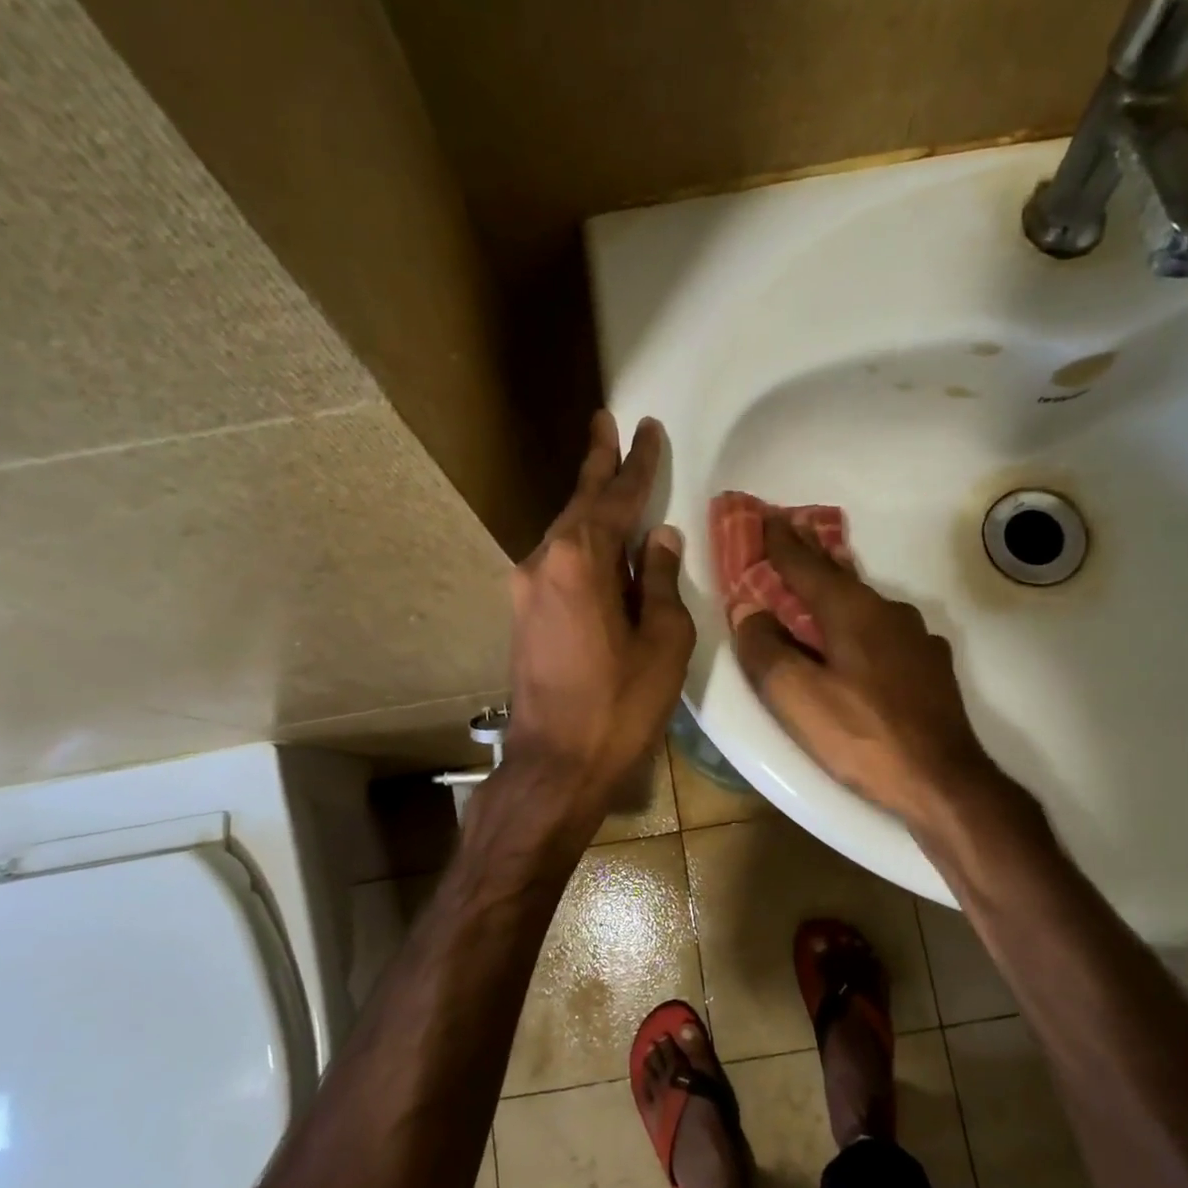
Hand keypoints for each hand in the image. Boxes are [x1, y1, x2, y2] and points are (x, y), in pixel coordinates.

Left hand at [505, 412, 693, 818]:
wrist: (554, 765)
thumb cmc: (619, 706)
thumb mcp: (662, 641)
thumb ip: (659, 580)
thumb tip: (660, 538)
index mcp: (580, 561)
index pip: (616, 498)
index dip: (636, 463)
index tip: (646, 427)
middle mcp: (543, 562)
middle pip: (579, 504)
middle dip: (598, 465)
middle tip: (607, 423)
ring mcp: (527, 588)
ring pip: (565, 532)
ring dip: (589, 504)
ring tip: (608, 474)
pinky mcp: (524, 614)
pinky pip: (558, 562)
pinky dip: (582, 542)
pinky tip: (598, 543)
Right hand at [733, 517, 996, 829]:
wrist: (944, 781)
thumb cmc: (862, 736)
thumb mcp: (797, 697)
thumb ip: (765, 649)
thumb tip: (749, 612)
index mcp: (851, 611)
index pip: (805, 565)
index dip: (780, 542)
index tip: (765, 516)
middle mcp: (886, 612)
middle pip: (838, 576)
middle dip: (809, 555)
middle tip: (788, 532)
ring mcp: (915, 637)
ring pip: (864, 602)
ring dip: (835, 589)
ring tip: (816, 586)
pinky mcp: (929, 665)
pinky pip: (883, 629)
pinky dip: (859, 622)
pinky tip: (858, 639)